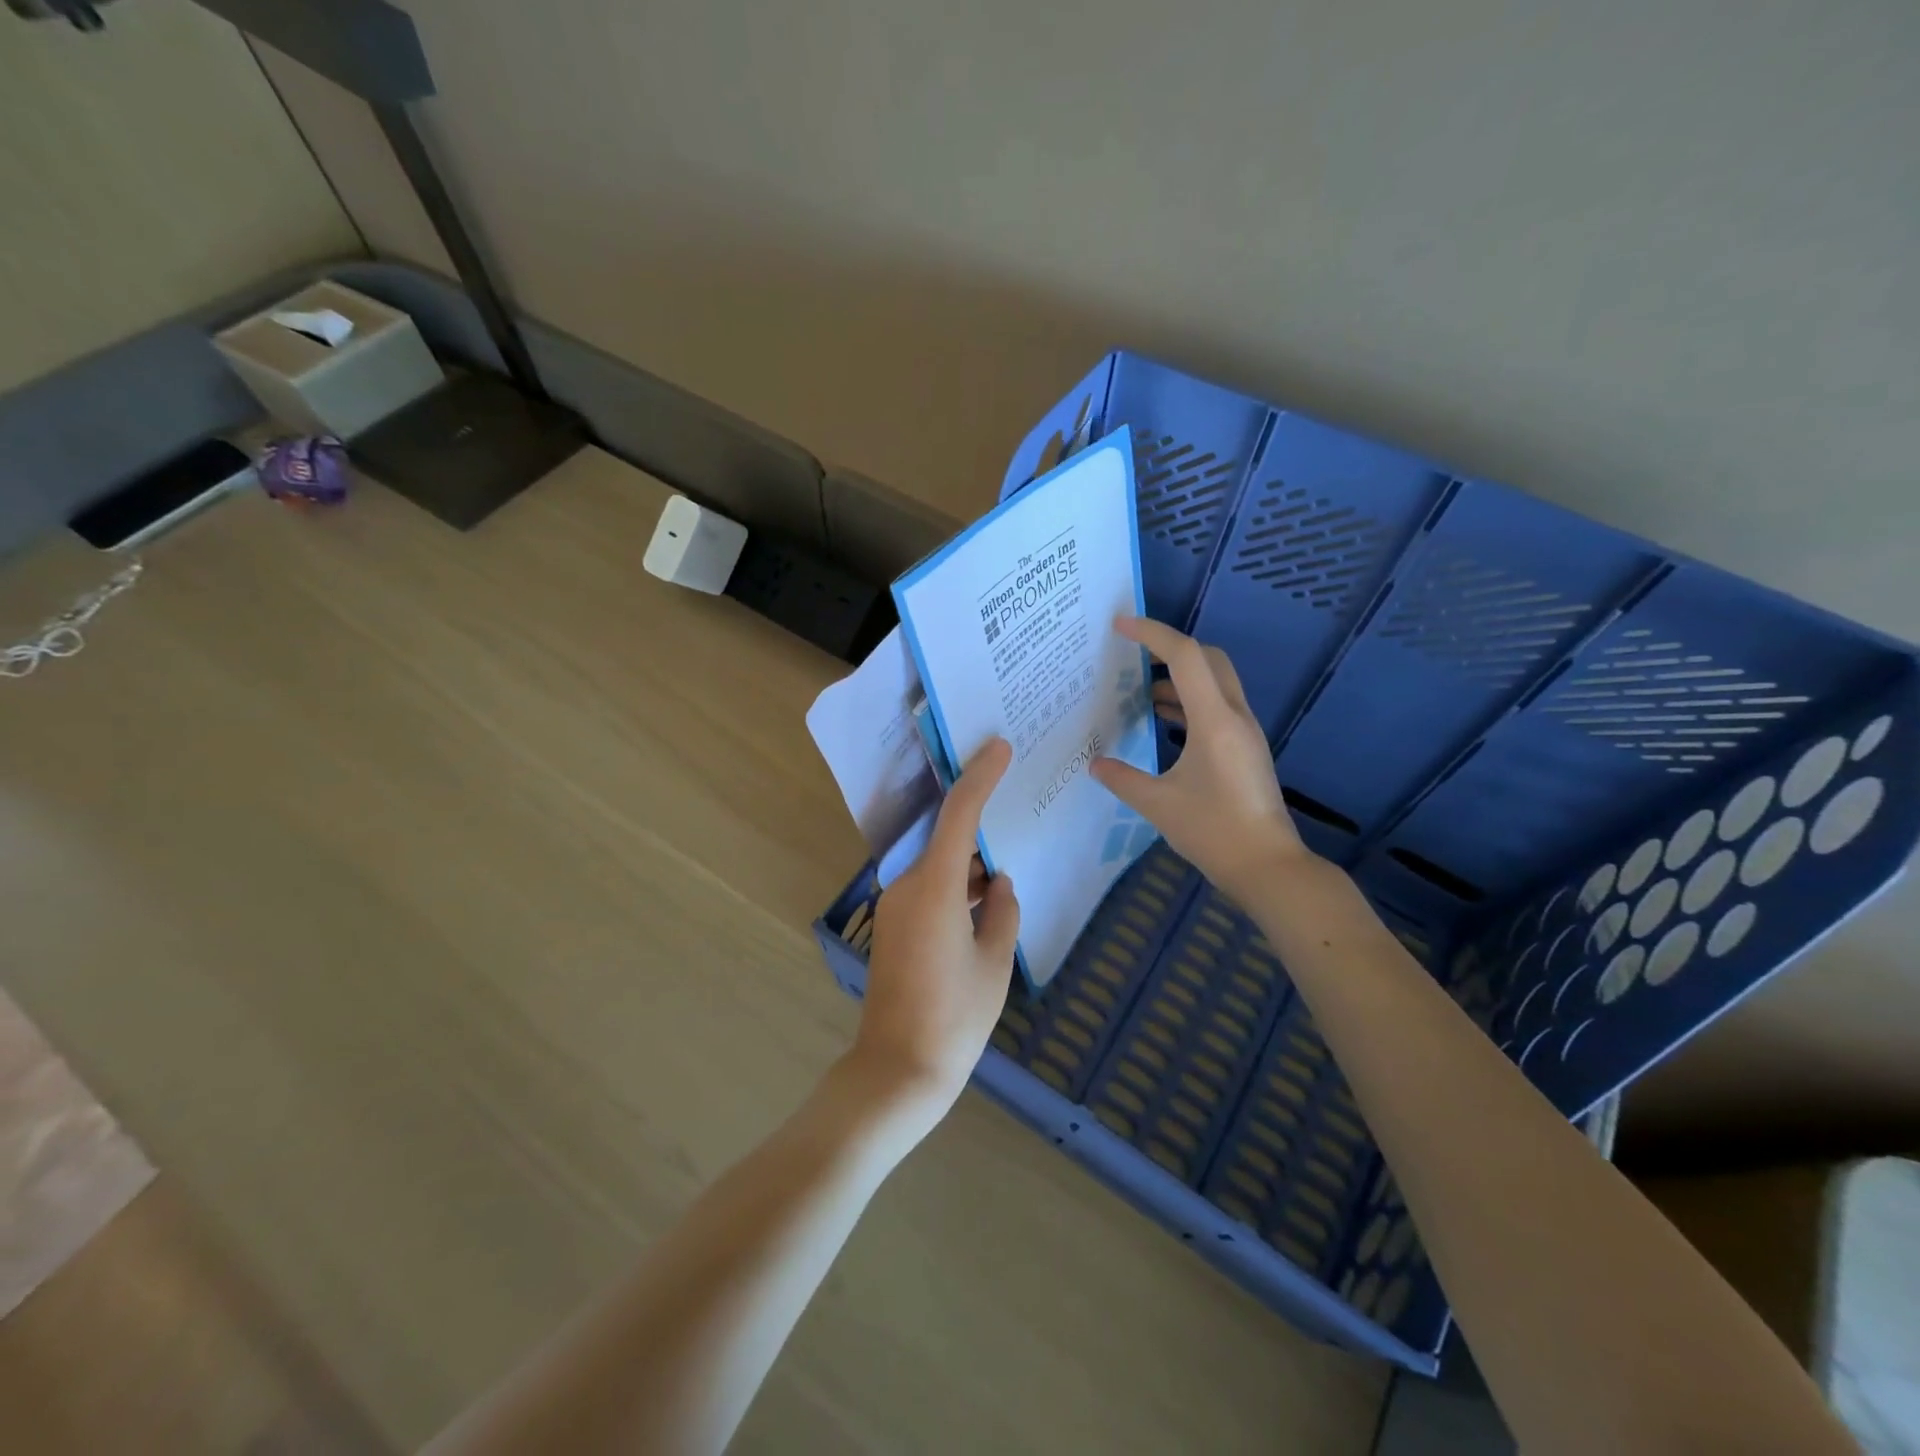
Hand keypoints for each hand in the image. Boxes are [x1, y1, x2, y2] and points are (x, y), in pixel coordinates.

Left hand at [854, 738, 1021, 1123]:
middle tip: (1015, 807)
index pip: (959, 815)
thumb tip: (997, 885)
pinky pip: (929, 889)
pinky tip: (983, 903)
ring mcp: (895, 906)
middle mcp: (907, 886)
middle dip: (980, 828)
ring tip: (1005, 871)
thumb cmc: (955, 1017)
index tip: (999, 747)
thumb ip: (1002, 912)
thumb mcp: (995, 962)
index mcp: (934, 887)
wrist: (898, 1069)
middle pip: (947, 839)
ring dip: (969, 866)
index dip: (980, 777)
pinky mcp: (893, 926)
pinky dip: (956, 887)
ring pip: (939, 867)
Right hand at [1091, 616, 1306, 898]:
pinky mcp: (1246, 749)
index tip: (1120, 626)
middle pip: (1207, 659)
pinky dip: (1190, 702)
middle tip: (1133, 656)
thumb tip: (1095, 764)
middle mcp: (1234, 716)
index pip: (1185, 656)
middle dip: (1170, 648)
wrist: (1268, 867)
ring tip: (1140, 691)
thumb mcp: (1159, 805)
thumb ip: (1123, 779)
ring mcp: (1244, 732)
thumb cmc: (1214, 832)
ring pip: (1215, 682)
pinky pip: (1217, 706)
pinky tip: (1164, 721)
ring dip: (1180, 677)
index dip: (1152, 634)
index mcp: (1213, 721)